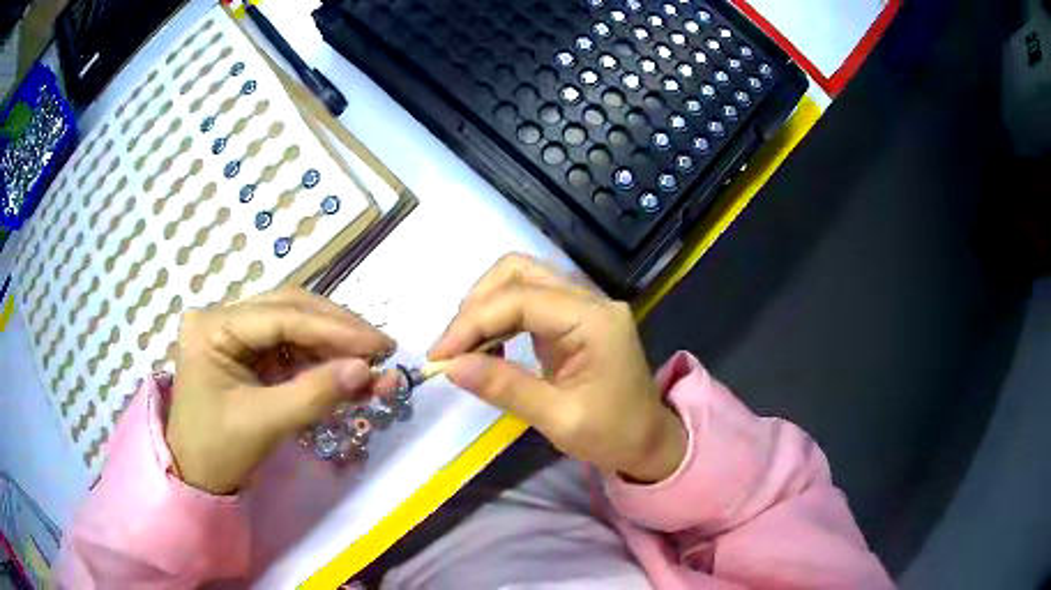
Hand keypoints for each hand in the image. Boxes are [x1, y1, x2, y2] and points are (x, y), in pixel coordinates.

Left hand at [166, 288, 395, 493]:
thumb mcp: (265, 423)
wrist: (196, 476)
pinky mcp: (248, 351)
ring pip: (294, 322)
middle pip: (290, 307)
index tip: (379, 344)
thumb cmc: (218, 450)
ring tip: (370, 361)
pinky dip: (321, 358)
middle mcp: (223, 317)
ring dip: (333, 342)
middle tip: (380, 347)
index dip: (334, 329)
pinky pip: (291, 345)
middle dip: (337, 328)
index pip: (281, 317)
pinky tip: (346, 371)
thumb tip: (367, 370)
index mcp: (213, 327)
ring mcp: (235, 332)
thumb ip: (314, 394)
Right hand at [430, 254, 685, 483]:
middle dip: (477, 305)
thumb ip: (505, 387)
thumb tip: (450, 366)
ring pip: (521, 278)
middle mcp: (590, 300)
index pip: (521, 299)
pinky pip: (528, 298)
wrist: (649, 441)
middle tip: (452, 347)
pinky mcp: (573, 316)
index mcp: (594, 321)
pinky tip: (486, 343)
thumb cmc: (613, 435)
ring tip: (464, 345)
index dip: (473, 322)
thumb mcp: (559, 419)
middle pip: (520, 272)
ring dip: (485, 305)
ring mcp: (583, 304)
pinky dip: (499, 314)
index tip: (440, 354)